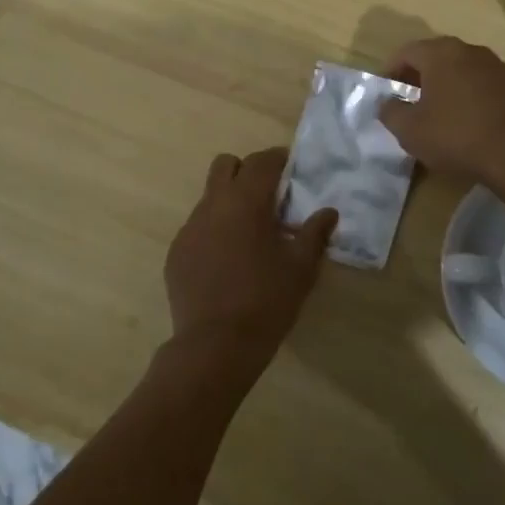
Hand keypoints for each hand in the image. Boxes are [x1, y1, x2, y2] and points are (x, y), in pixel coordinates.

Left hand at [163, 148, 336, 376]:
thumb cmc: (266, 301)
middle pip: (225, 165)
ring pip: (209, 197)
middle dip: (247, 171)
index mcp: (245, 202)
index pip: (261, 161)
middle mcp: (212, 206)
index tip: (292, 169)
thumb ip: (315, 234)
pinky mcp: (176, 252)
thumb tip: (328, 212)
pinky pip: (197, 227)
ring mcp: (189, 228)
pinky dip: (214, 231)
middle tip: (268, 197)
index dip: (278, 159)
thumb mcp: (301, 268)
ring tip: (249, 234)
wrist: (215, 345)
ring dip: (230, 202)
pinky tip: (227, 261)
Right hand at [377, 36, 504, 183]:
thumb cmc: (457, 136)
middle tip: (415, 100)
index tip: (387, 90)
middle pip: (441, 57)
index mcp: (442, 55)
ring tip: (449, 115)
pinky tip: (482, 126)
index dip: (392, 69)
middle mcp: (474, 52)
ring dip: (456, 87)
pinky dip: (484, 101)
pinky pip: (496, 90)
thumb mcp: (410, 131)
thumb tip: (387, 103)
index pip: (407, 51)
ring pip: (471, 72)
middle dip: (425, 76)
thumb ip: (391, 112)